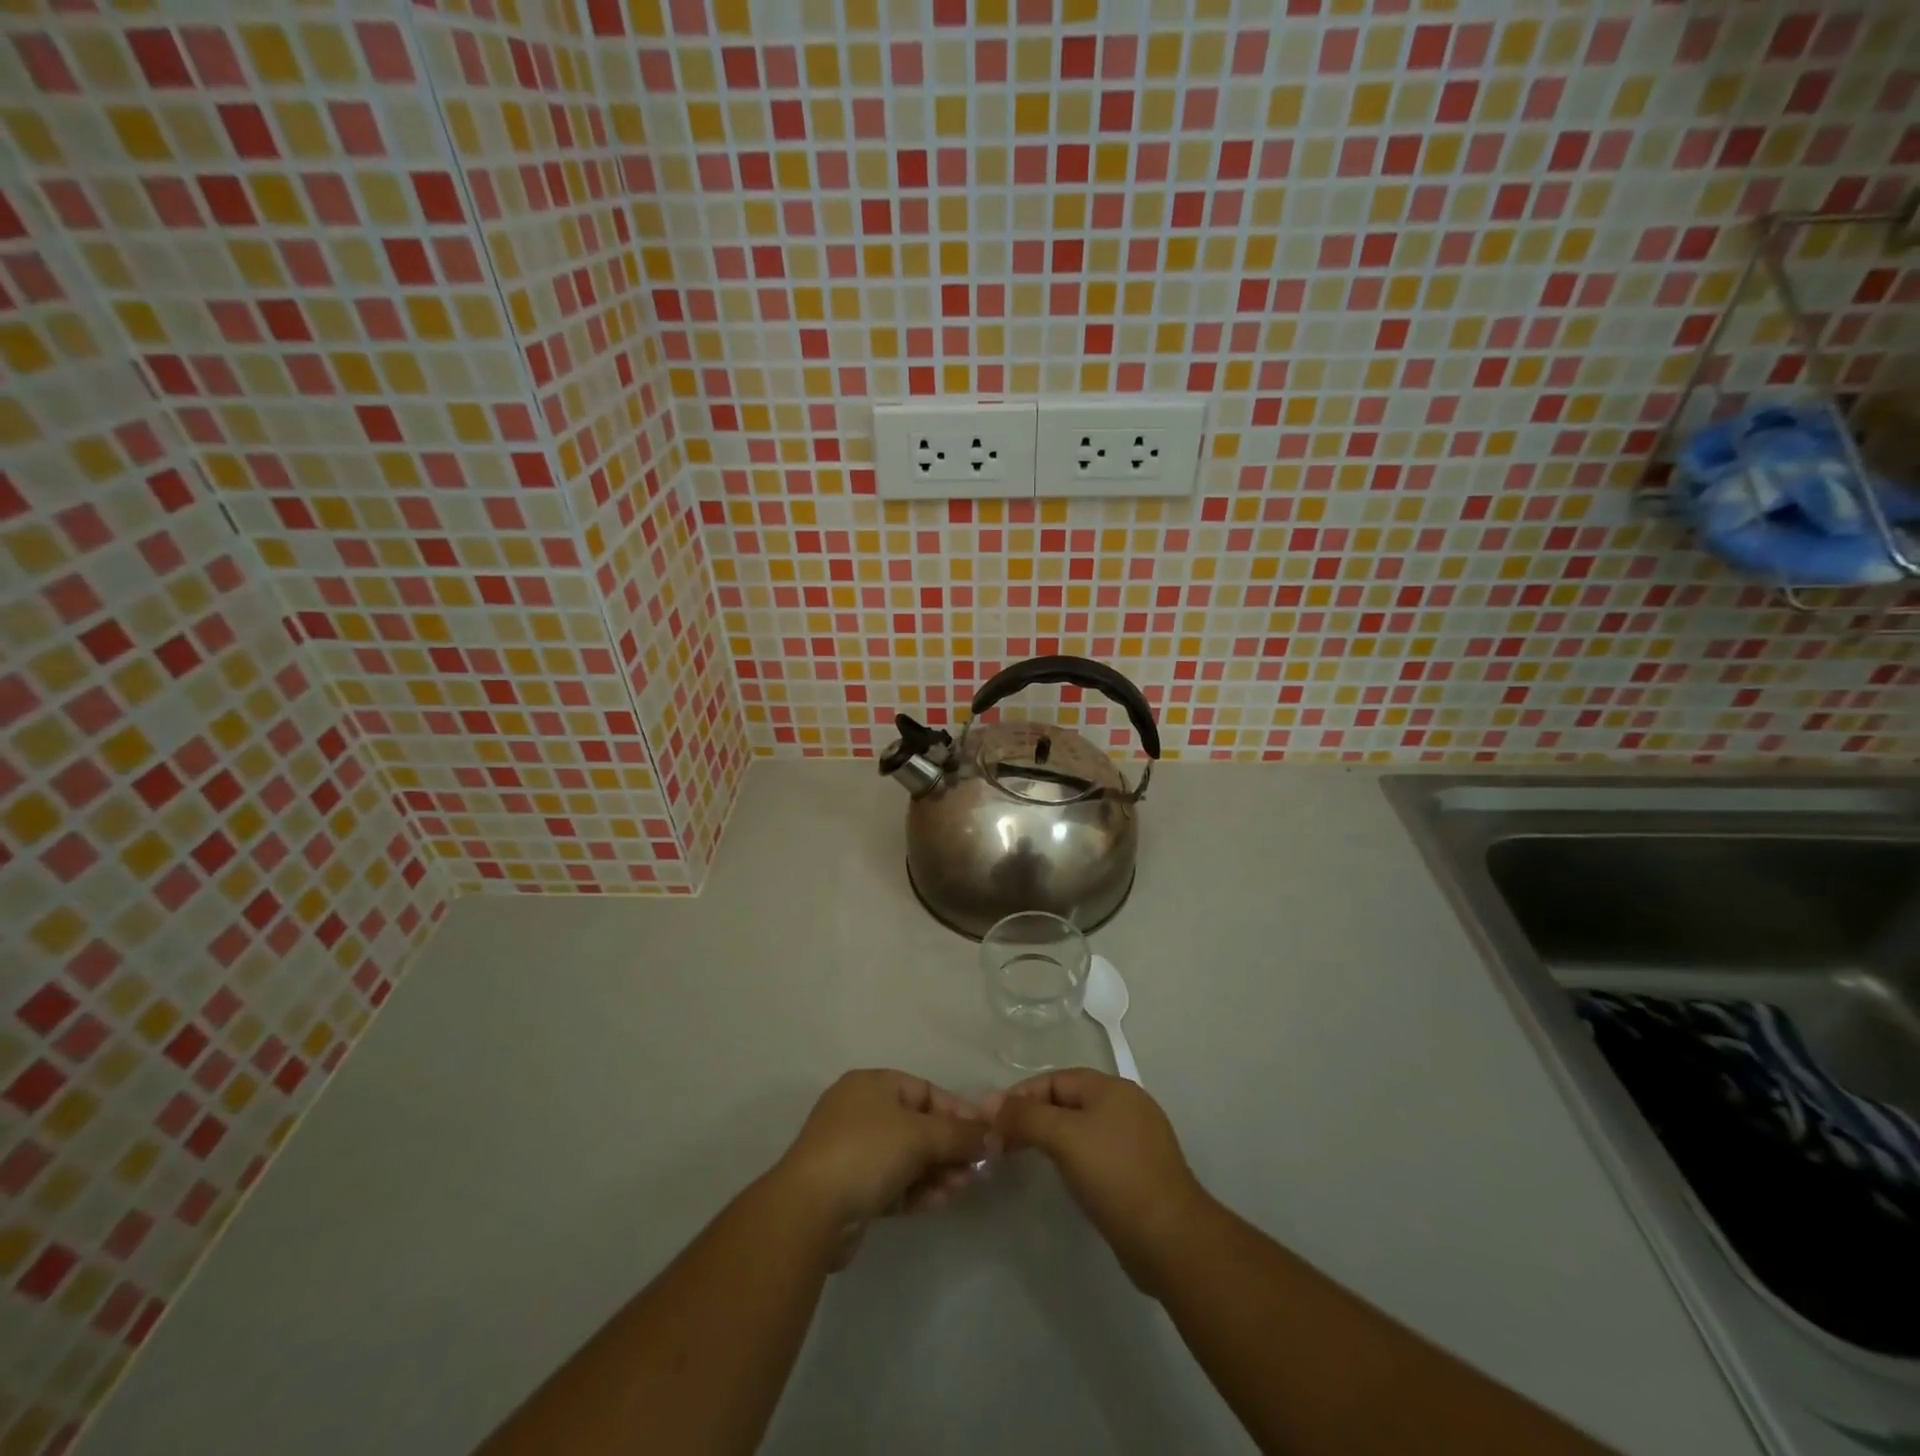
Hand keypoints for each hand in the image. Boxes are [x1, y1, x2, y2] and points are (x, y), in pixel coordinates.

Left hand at [773, 1070, 988, 1266]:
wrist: (810, 1211)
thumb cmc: (867, 1152)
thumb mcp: (920, 1136)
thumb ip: (960, 1135)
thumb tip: (994, 1135)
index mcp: (872, 1085)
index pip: (924, 1091)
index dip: (957, 1111)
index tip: (985, 1135)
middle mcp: (861, 1111)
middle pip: (918, 1125)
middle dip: (949, 1146)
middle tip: (977, 1168)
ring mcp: (854, 1151)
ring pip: (907, 1157)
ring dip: (937, 1170)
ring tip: (963, 1187)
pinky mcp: (852, 1189)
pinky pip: (894, 1182)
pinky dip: (918, 1189)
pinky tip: (941, 1201)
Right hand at [983, 1068, 1211, 1295]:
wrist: (1171, 1239)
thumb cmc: (1114, 1176)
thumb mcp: (1064, 1138)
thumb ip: (1025, 1116)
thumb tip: (990, 1103)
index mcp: (1111, 1088)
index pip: (1055, 1079)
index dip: (1021, 1095)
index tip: (992, 1120)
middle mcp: (1126, 1105)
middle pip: (1067, 1100)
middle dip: (1033, 1116)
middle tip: (1002, 1141)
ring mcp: (1136, 1139)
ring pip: (1081, 1127)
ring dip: (1050, 1137)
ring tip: (1023, 1156)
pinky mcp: (1139, 1171)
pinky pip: (1095, 1151)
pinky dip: (1072, 1156)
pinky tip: (1061, 1176)